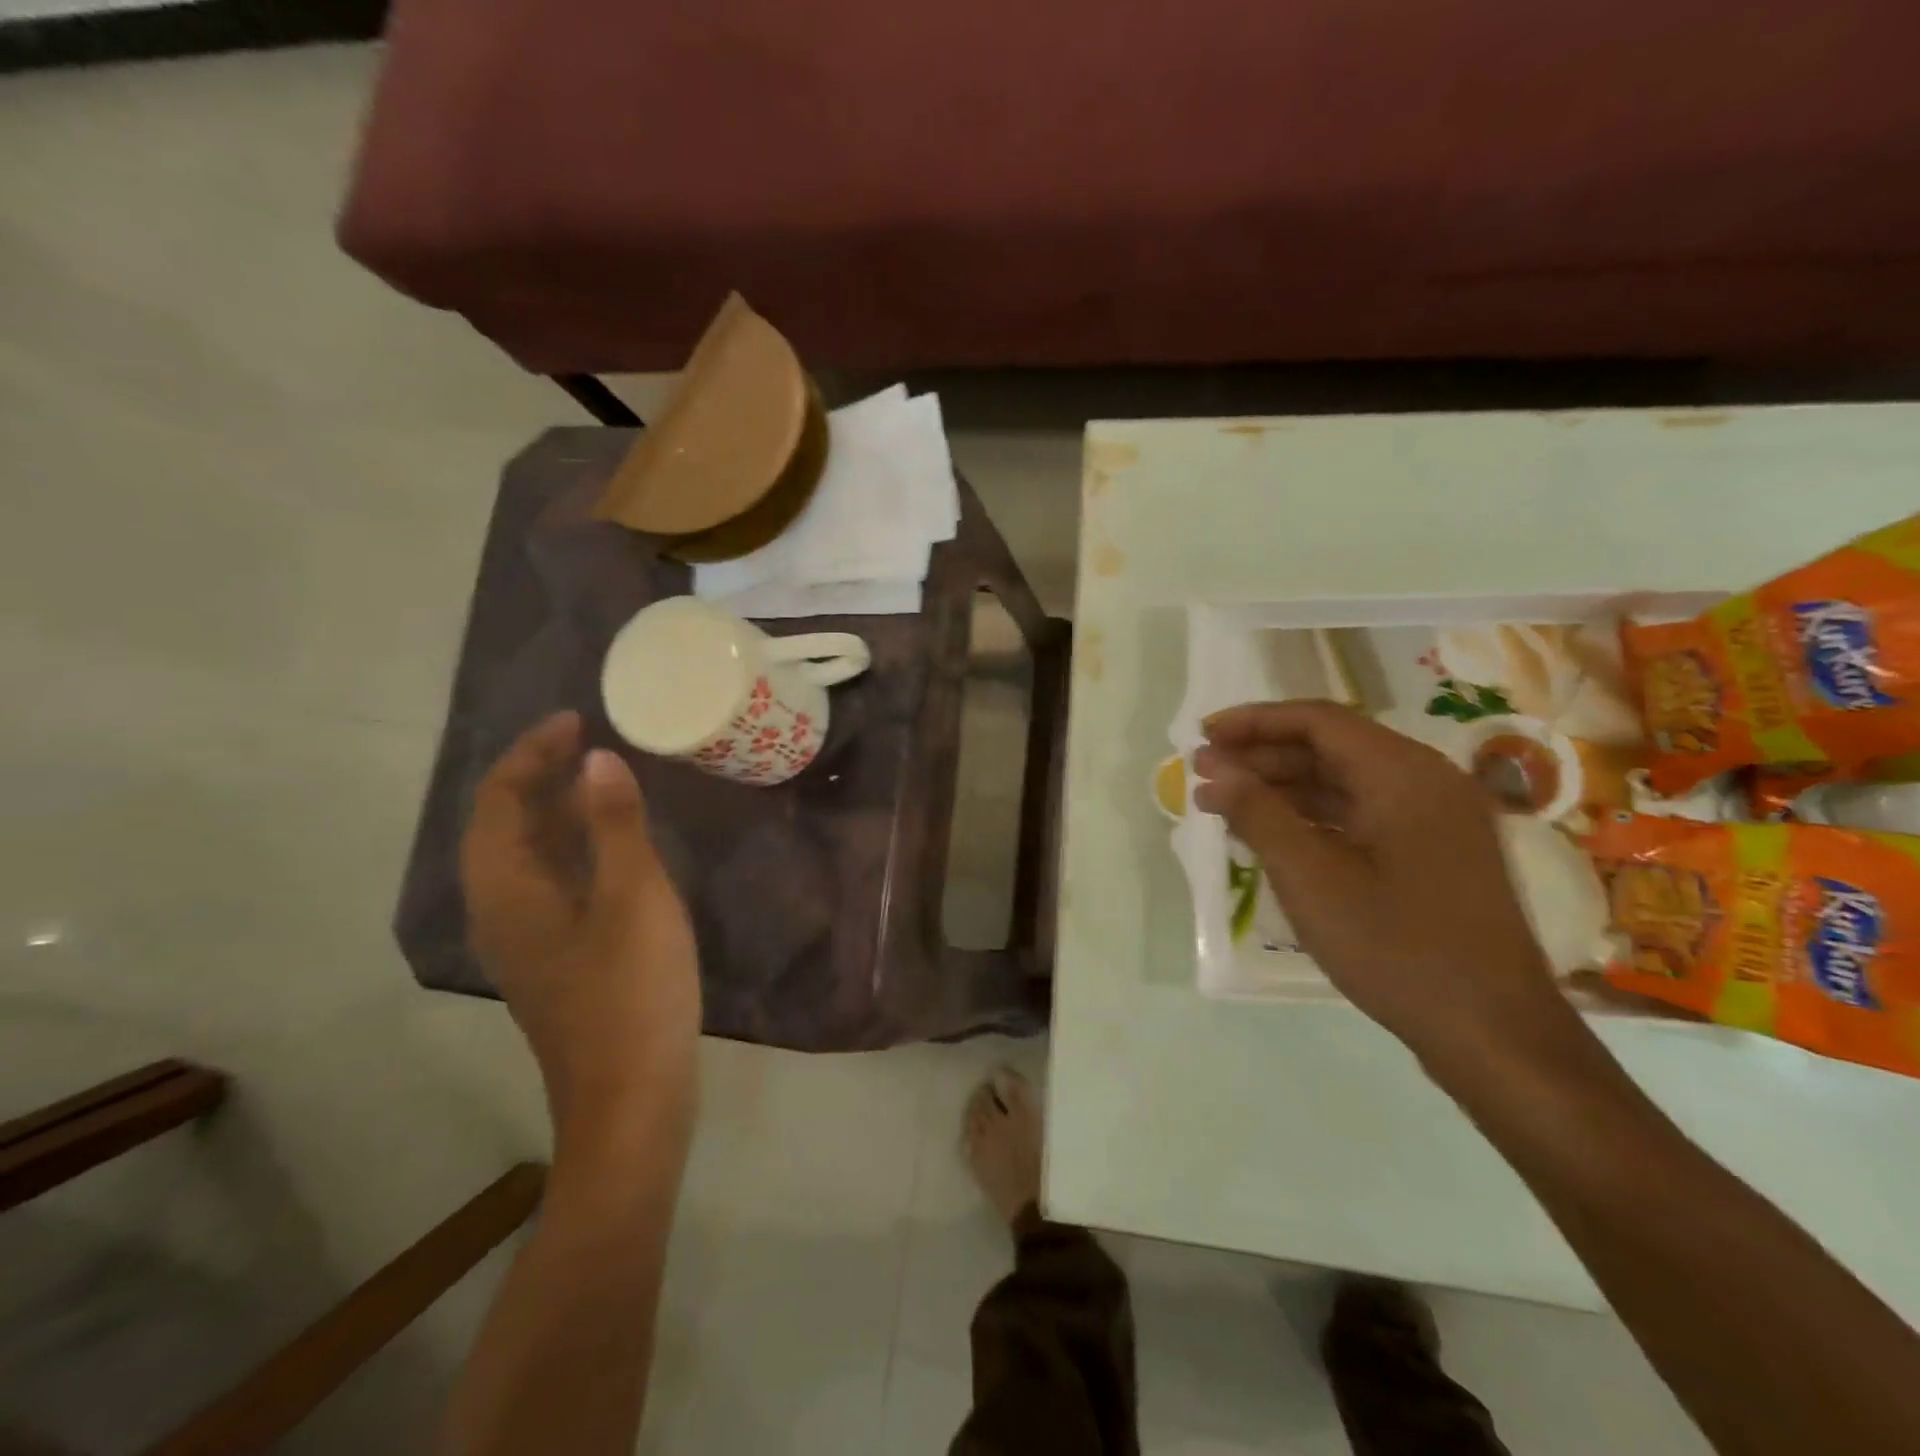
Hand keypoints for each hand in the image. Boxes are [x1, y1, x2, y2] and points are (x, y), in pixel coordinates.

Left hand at [461, 713, 699, 1125]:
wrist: (630, 1099)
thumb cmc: (632, 991)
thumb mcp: (634, 897)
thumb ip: (615, 825)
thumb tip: (596, 759)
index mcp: (508, 891)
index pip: (499, 800)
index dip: (532, 752)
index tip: (575, 719)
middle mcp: (502, 911)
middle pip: (503, 825)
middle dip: (538, 775)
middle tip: (588, 740)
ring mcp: (527, 939)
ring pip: (526, 856)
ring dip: (554, 810)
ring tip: (599, 778)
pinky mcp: (556, 958)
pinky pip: (550, 881)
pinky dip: (572, 847)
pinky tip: (612, 846)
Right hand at [1193, 700, 1578, 1063]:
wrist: (1494, 1034)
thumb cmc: (1396, 947)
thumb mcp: (1310, 877)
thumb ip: (1258, 814)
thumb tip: (1214, 773)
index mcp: (1404, 773)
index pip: (1317, 721)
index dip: (1253, 722)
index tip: (1202, 737)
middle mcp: (1425, 781)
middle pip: (1331, 747)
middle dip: (1262, 756)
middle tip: (1204, 772)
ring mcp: (1434, 819)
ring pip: (1345, 782)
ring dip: (1283, 787)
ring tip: (1225, 803)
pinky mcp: (1433, 854)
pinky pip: (1362, 814)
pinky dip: (1312, 816)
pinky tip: (1272, 834)